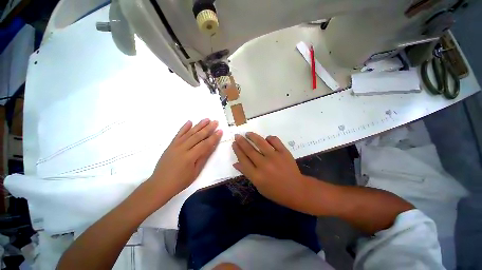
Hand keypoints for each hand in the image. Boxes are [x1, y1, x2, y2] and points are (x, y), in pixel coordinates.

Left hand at [147, 119, 222, 199]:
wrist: (160, 184)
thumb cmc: (180, 181)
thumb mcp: (195, 171)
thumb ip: (203, 157)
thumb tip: (212, 146)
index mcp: (190, 157)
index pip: (205, 144)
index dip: (214, 137)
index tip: (220, 130)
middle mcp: (183, 148)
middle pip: (198, 136)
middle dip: (208, 128)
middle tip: (215, 122)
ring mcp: (175, 145)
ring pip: (189, 133)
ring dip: (199, 125)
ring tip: (207, 119)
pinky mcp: (170, 145)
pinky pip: (178, 134)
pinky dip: (184, 127)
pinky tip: (190, 121)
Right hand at [232, 132, 309, 211]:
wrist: (296, 189)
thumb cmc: (275, 191)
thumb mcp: (258, 186)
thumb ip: (247, 173)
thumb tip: (235, 163)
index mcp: (256, 176)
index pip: (243, 159)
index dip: (237, 150)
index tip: (234, 143)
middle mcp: (264, 165)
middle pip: (249, 150)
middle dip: (241, 141)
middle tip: (237, 135)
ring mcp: (275, 157)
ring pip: (260, 142)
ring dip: (252, 136)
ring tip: (248, 133)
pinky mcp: (284, 152)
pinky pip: (275, 140)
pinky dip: (269, 138)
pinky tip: (266, 138)